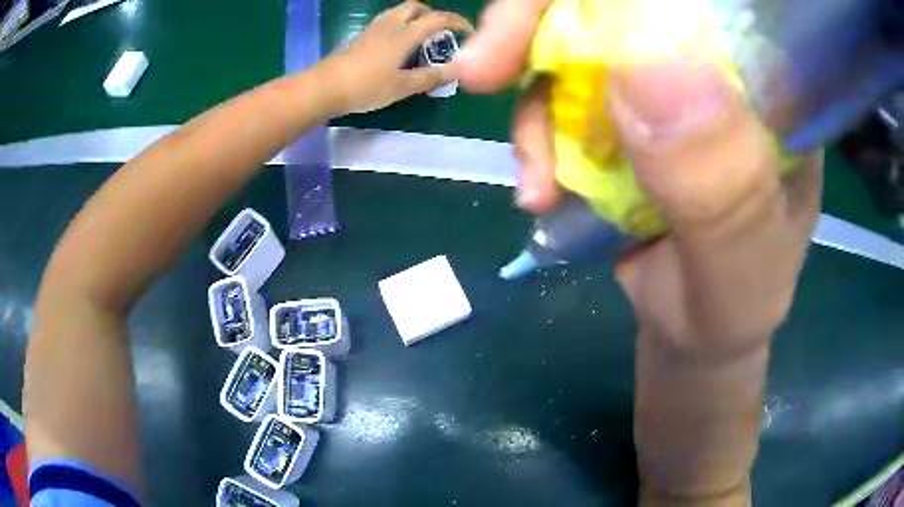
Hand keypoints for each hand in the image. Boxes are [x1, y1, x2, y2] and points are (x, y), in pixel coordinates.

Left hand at [322, 1, 473, 114]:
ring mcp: (373, 28)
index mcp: (405, 34)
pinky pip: (386, 21)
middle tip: (439, 33)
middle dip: (432, 14)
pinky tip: (398, 44)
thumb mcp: (402, 87)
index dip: (457, 22)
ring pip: (399, 11)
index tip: (468, 32)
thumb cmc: (366, 87)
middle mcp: (390, 24)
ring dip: (414, 17)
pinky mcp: (361, 36)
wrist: (325, 87)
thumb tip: (457, 70)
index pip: (438, 19)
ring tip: (420, 38)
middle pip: (416, 6)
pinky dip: (399, 24)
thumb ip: (431, 77)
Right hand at [459, 1, 821, 352]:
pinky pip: (560, 95)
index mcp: (771, 90)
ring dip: (534, 104)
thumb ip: (723, 189)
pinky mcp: (623, 116)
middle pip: (623, 10)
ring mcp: (665, 90)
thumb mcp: (743, 270)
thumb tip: (647, 69)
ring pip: (577, 49)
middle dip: (543, 25)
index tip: (552, 18)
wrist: (695, 334)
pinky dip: (534, 134)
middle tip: (485, 70)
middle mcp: (717, 73)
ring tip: (538, 186)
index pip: (707, 5)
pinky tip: (540, 191)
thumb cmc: (733, 311)